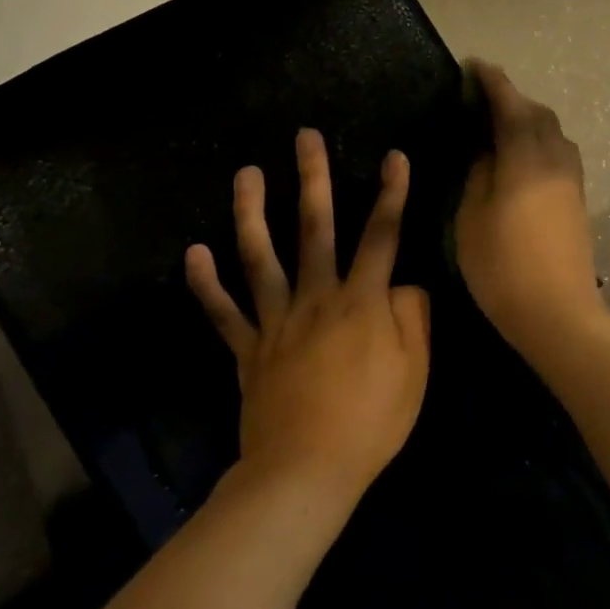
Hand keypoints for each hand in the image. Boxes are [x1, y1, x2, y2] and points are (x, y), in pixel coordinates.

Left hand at [186, 130, 429, 505]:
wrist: (306, 472)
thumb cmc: (371, 422)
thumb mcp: (416, 371)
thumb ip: (414, 317)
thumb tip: (404, 283)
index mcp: (361, 301)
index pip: (382, 235)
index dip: (392, 193)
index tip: (395, 156)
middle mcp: (316, 297)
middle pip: (315, 228)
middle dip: (313, 178)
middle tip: (304, 137)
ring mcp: (276, 320)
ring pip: (261, 256)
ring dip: (252, 212)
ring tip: (245, 174)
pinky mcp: (247, 349)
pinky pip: (223, 312)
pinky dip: (206, 283)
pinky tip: (193, 252)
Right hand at [455, 61, 607, 353]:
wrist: (558, 313)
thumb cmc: (503, 267)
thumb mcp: (472, 218)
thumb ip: (479, 174)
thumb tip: (486, 149)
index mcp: (525, 159)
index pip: (510, 106)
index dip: (492, 82)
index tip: (474, 65)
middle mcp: (555, 159)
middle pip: (537, 113)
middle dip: (512, 98)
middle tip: (482, 97)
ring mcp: (570, 179)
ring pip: (552, 131)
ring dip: (528, 118)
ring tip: (499, 124)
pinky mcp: (577, 198)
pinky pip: (558, 151)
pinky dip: (538, 139)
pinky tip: (521, 154)